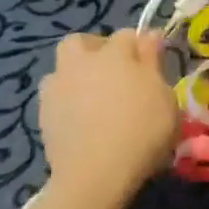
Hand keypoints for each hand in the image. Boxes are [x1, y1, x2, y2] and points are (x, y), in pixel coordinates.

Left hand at [37, 30, 178, 208]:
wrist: (96, 174)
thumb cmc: (143, 130)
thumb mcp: (165, 95)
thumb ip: (153, 62)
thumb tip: (149, 35)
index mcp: (114, 54)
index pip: (128, 35)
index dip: (141, 45)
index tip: (153, 62)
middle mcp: (80, 64)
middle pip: (80, 42)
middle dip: (95, 48)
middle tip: (115, 70)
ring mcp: (57, 89)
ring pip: (62, 68)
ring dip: (76, 74)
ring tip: (94, 96)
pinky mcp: (43, 115)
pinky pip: (55, 96)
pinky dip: (68, 101)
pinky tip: (83, 119)